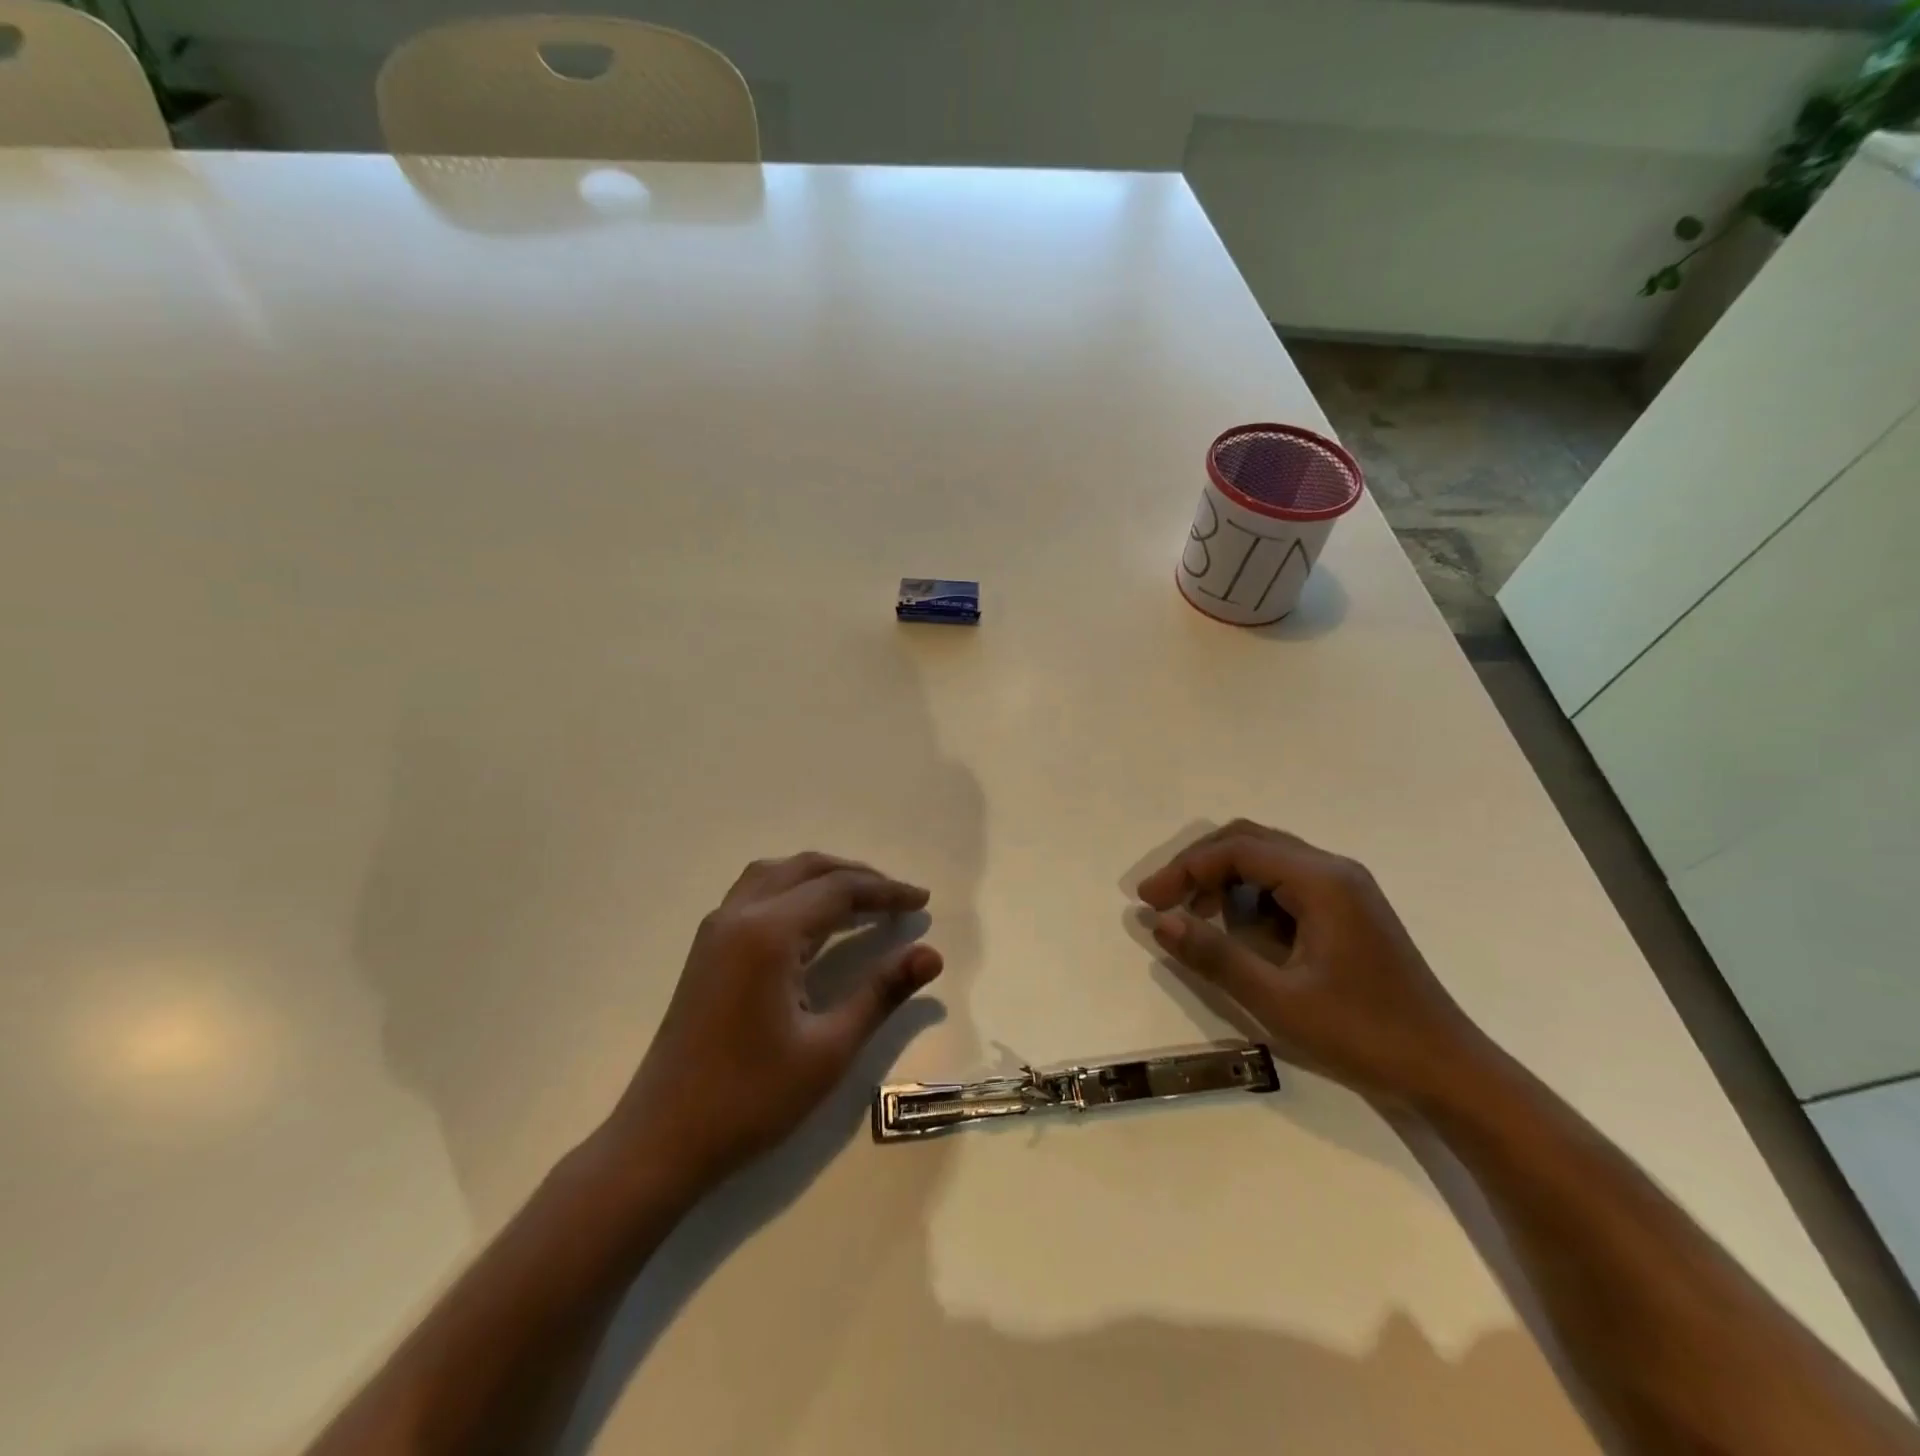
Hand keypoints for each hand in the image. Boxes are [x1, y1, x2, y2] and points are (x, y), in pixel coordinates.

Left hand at [610, 852, 942, 1189]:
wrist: (661, 1141)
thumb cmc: (750, 1098)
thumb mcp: (829, 1049)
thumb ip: (881, 992)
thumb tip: (931, 954)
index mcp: (769, 933)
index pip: (839, 889)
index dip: (886, 891)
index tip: (922, 901)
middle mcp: (739, 916)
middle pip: (806, 869)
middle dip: (857, 876)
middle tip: (897, 897)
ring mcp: (716, 930)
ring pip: (776, 874)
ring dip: (821, 876)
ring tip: (859, 899)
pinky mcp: (706, 950)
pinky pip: (756, 893)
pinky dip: (793, 889)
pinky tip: (811, 921)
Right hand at [1137, 820, 1487, 1104]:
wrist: (1447, 1071)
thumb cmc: (1363, 1035)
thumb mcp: (1279, 1001)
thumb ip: (1216, 956)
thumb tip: (1160, 922)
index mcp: (1322, 881)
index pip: (1237, 850)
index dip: (1185, 869)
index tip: (1149, 902)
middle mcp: (1334, 870)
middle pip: (1251, 841)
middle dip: (1200, 865)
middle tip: (1165, 901)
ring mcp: (1346, 888)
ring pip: (1268, 858)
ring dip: (1224, 878)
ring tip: (1195, 917)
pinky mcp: (1349, 910)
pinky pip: (1286, 882)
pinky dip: (1250, 895)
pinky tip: (1239, 930)